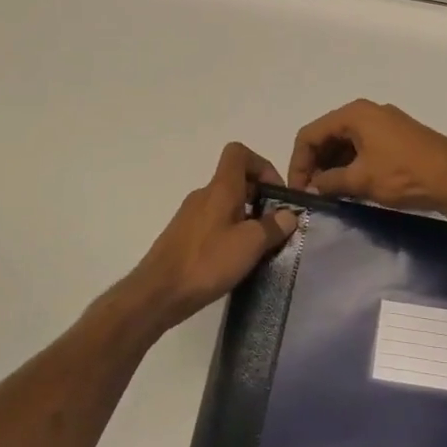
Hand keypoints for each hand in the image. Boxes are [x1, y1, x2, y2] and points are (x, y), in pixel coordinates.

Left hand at [122, 143, 298, 331]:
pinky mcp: (184, 236)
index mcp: (220, 188)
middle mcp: (203, 195)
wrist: (158, 293)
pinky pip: (214, 222)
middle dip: (260, 197)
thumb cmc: (207, 262)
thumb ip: (273, 226)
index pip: (239, 153)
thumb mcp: (250, 244)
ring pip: (226, 204)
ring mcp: (191, 215)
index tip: (276, 193)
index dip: (262, 165)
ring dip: (247, 217)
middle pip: (236, 180)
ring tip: (260, 247)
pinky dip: (230, 232)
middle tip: (275, 226)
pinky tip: (236, 260)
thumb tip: (288, 214)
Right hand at [288, 100, 446, 214]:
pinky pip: (363, 147)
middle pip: (327, 135)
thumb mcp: (361, 180)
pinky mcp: (397, 137)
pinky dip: (352, 165)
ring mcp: (384, 123)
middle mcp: (367, 112)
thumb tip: (312, 187)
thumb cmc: (403, 174)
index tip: (298, 190)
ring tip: (329, 194)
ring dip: (333, 167)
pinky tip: (350, 187)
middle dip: (315, 164)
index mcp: (354, 114)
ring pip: (345, 143)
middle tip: (311, 194)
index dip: (299, 163)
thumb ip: (329, 182)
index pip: (310, 134)